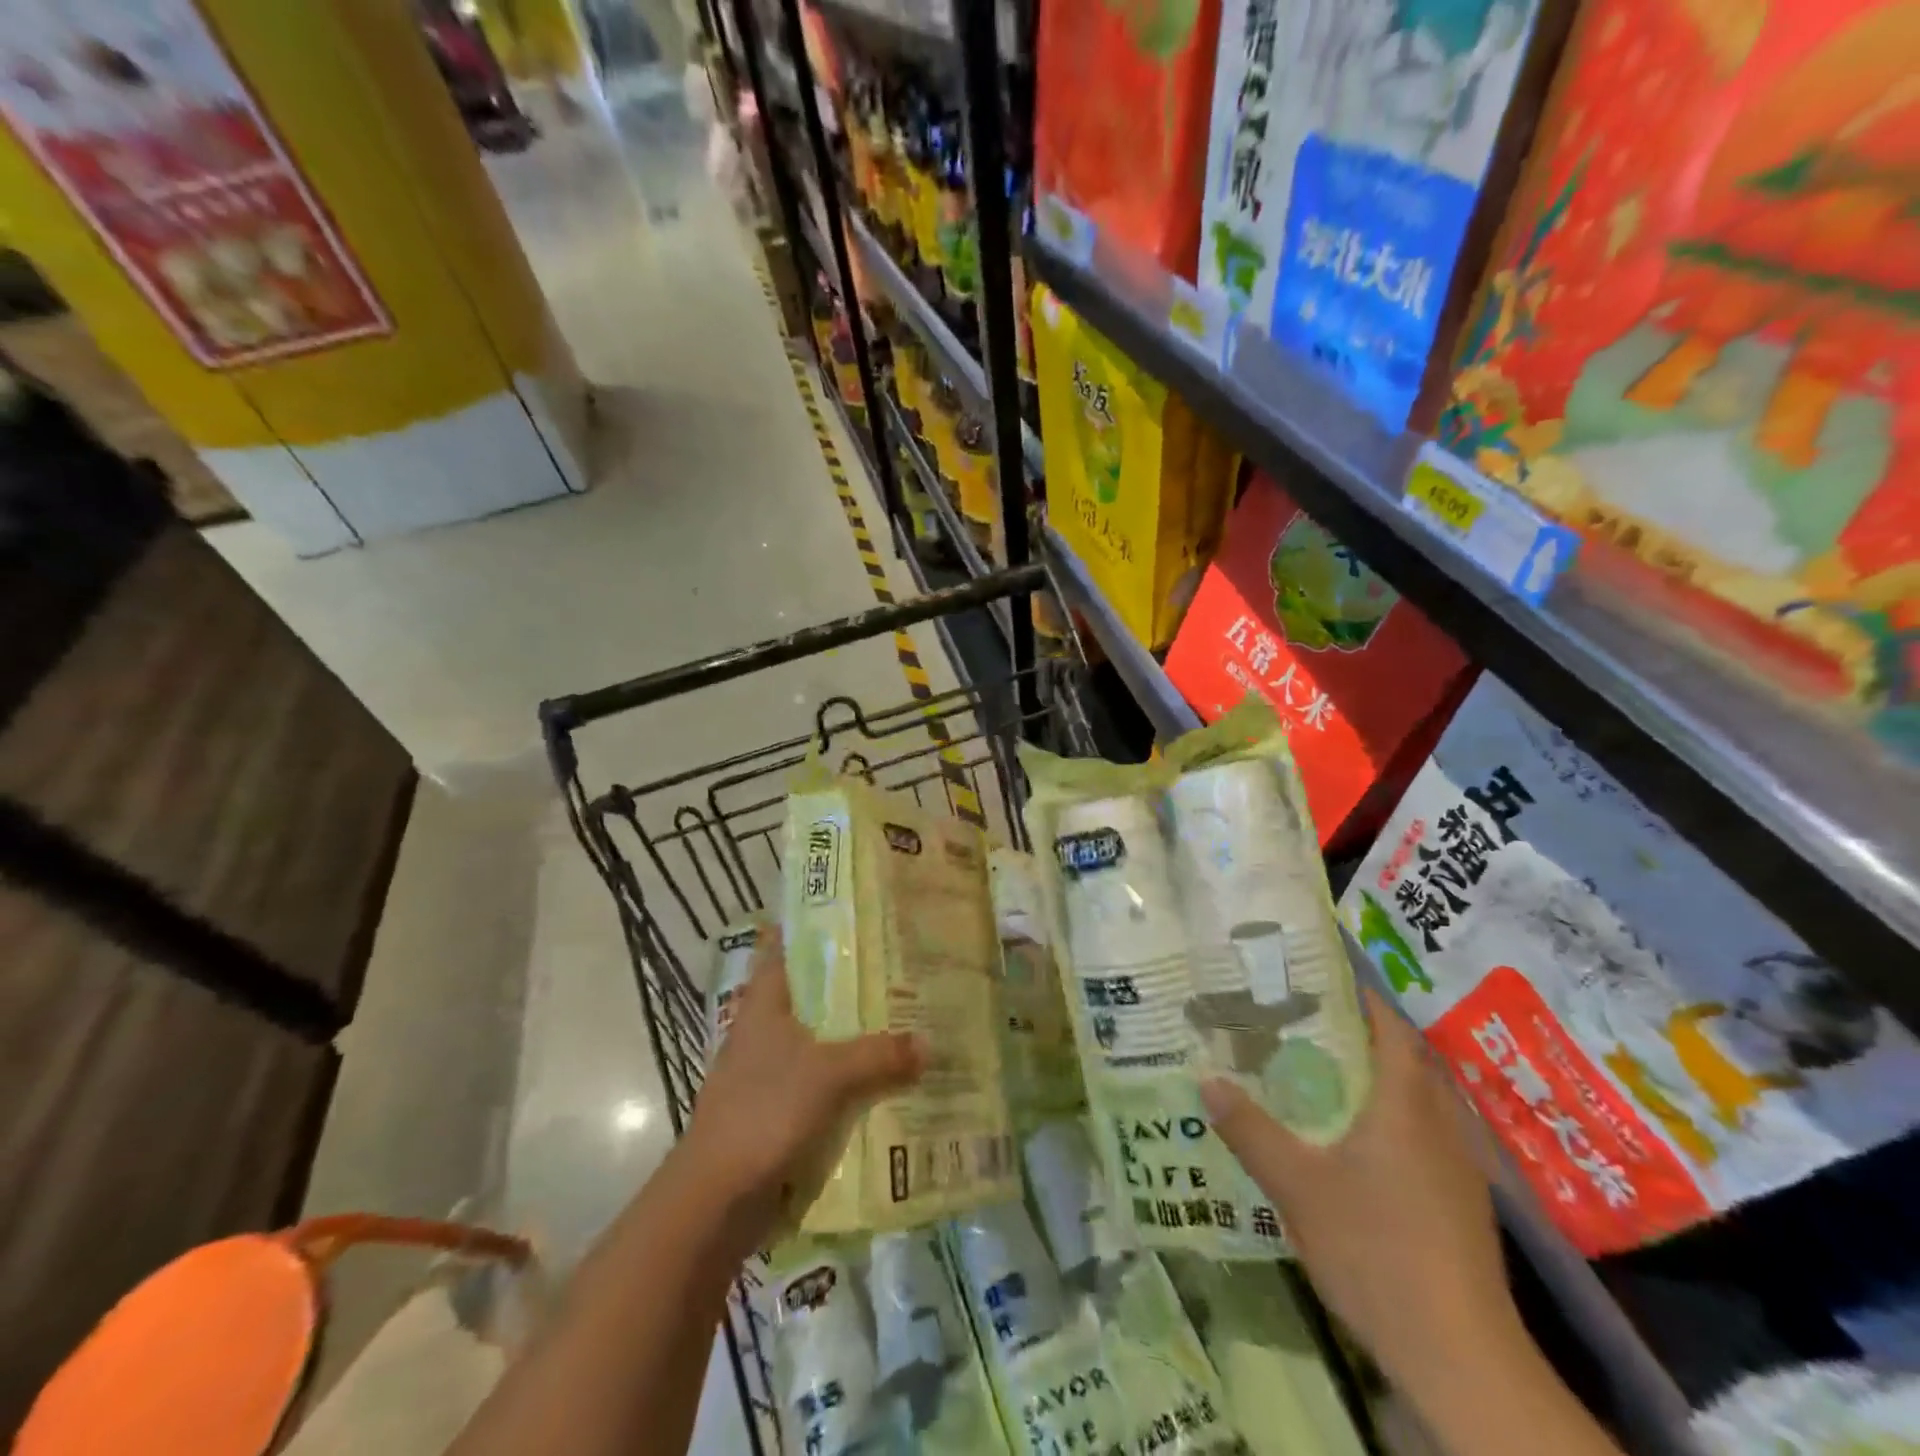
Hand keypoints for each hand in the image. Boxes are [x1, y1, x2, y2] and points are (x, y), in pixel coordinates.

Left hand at [682, 932, 923, 1251]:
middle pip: (813, 997)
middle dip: (853, 987)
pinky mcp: (777, 1111)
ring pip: (821, 1042)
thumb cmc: (764, 1112)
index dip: (815, 930)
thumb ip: (880, 1056)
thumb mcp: (829, 1075)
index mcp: (765, 1005)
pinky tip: (886, 1082)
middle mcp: (764, 1031)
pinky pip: (822, 1085)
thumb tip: (928, 1042)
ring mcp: (768, 1073)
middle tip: (902, 971)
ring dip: (855, 1038)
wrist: (716, 1200)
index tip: (856, 916)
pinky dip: (849, 1081)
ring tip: (906, 1023)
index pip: (786, 949)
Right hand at [1200, 989, 1524, 1401]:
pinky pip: (1424, 1139)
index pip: (1391, 1028)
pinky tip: (1355, 1148)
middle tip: (1305, 1026)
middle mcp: (1441, 1125)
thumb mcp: (1296, 1185)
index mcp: (1405, 1105)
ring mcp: (1460, 1169)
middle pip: (1406, 1061)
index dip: (1361, 998)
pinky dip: (1391, 1123)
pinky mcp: (1462, 1206)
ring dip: (1378, 1082)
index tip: (1320, 981)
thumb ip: (1250, 1128)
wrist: (1461, 1358)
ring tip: (1322, 1077)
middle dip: (1362, 1038)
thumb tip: (1206, 1078)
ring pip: (1418, 1103)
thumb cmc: (1375, 1249)